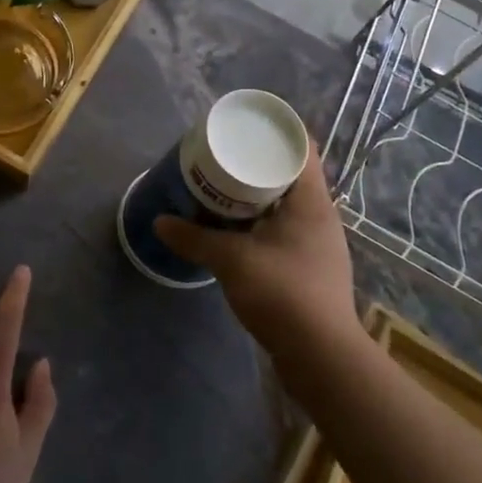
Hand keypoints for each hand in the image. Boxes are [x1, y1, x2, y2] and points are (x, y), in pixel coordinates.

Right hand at [154, 148, 357, 352]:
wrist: (321, 356)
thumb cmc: (282, 293)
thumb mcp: (231, 260)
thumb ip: (194, 238)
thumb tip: (160, 222)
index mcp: (311, 200)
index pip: (302, 147)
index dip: (276, 131)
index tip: (244, 127)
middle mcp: (320, 215)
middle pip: (290, 174)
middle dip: (256, 164)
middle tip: (222, 158)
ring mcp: (318, 243)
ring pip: (286, 204)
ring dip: (257, 196)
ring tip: (222, 190)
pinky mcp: (311, 267)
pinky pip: (284, 229)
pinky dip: (260, 222)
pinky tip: (236, 231)